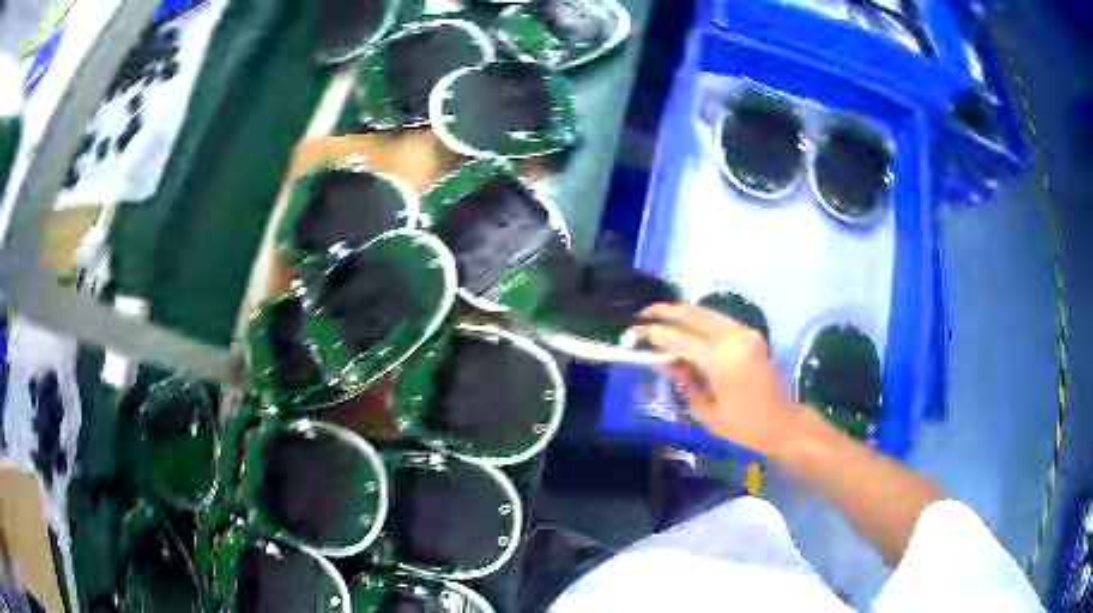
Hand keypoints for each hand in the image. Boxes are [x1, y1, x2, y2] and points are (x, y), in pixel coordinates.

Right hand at [630, 303, 804, 455]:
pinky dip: (700, 320)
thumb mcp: (706, 411)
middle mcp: (734, 338)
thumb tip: (663, 362)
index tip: (633, 332)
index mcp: (722, 360)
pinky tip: (686, 326)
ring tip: (660, 316)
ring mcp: (745, 333)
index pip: (680, 340)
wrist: (781, 422)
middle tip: (643, 313)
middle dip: (667, 312)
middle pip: (694, 316)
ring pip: (707, 313)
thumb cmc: (742, 425)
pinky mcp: (750, 334)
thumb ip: (684, 381)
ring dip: (683, 313)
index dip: (655, 334)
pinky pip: (719, 321)